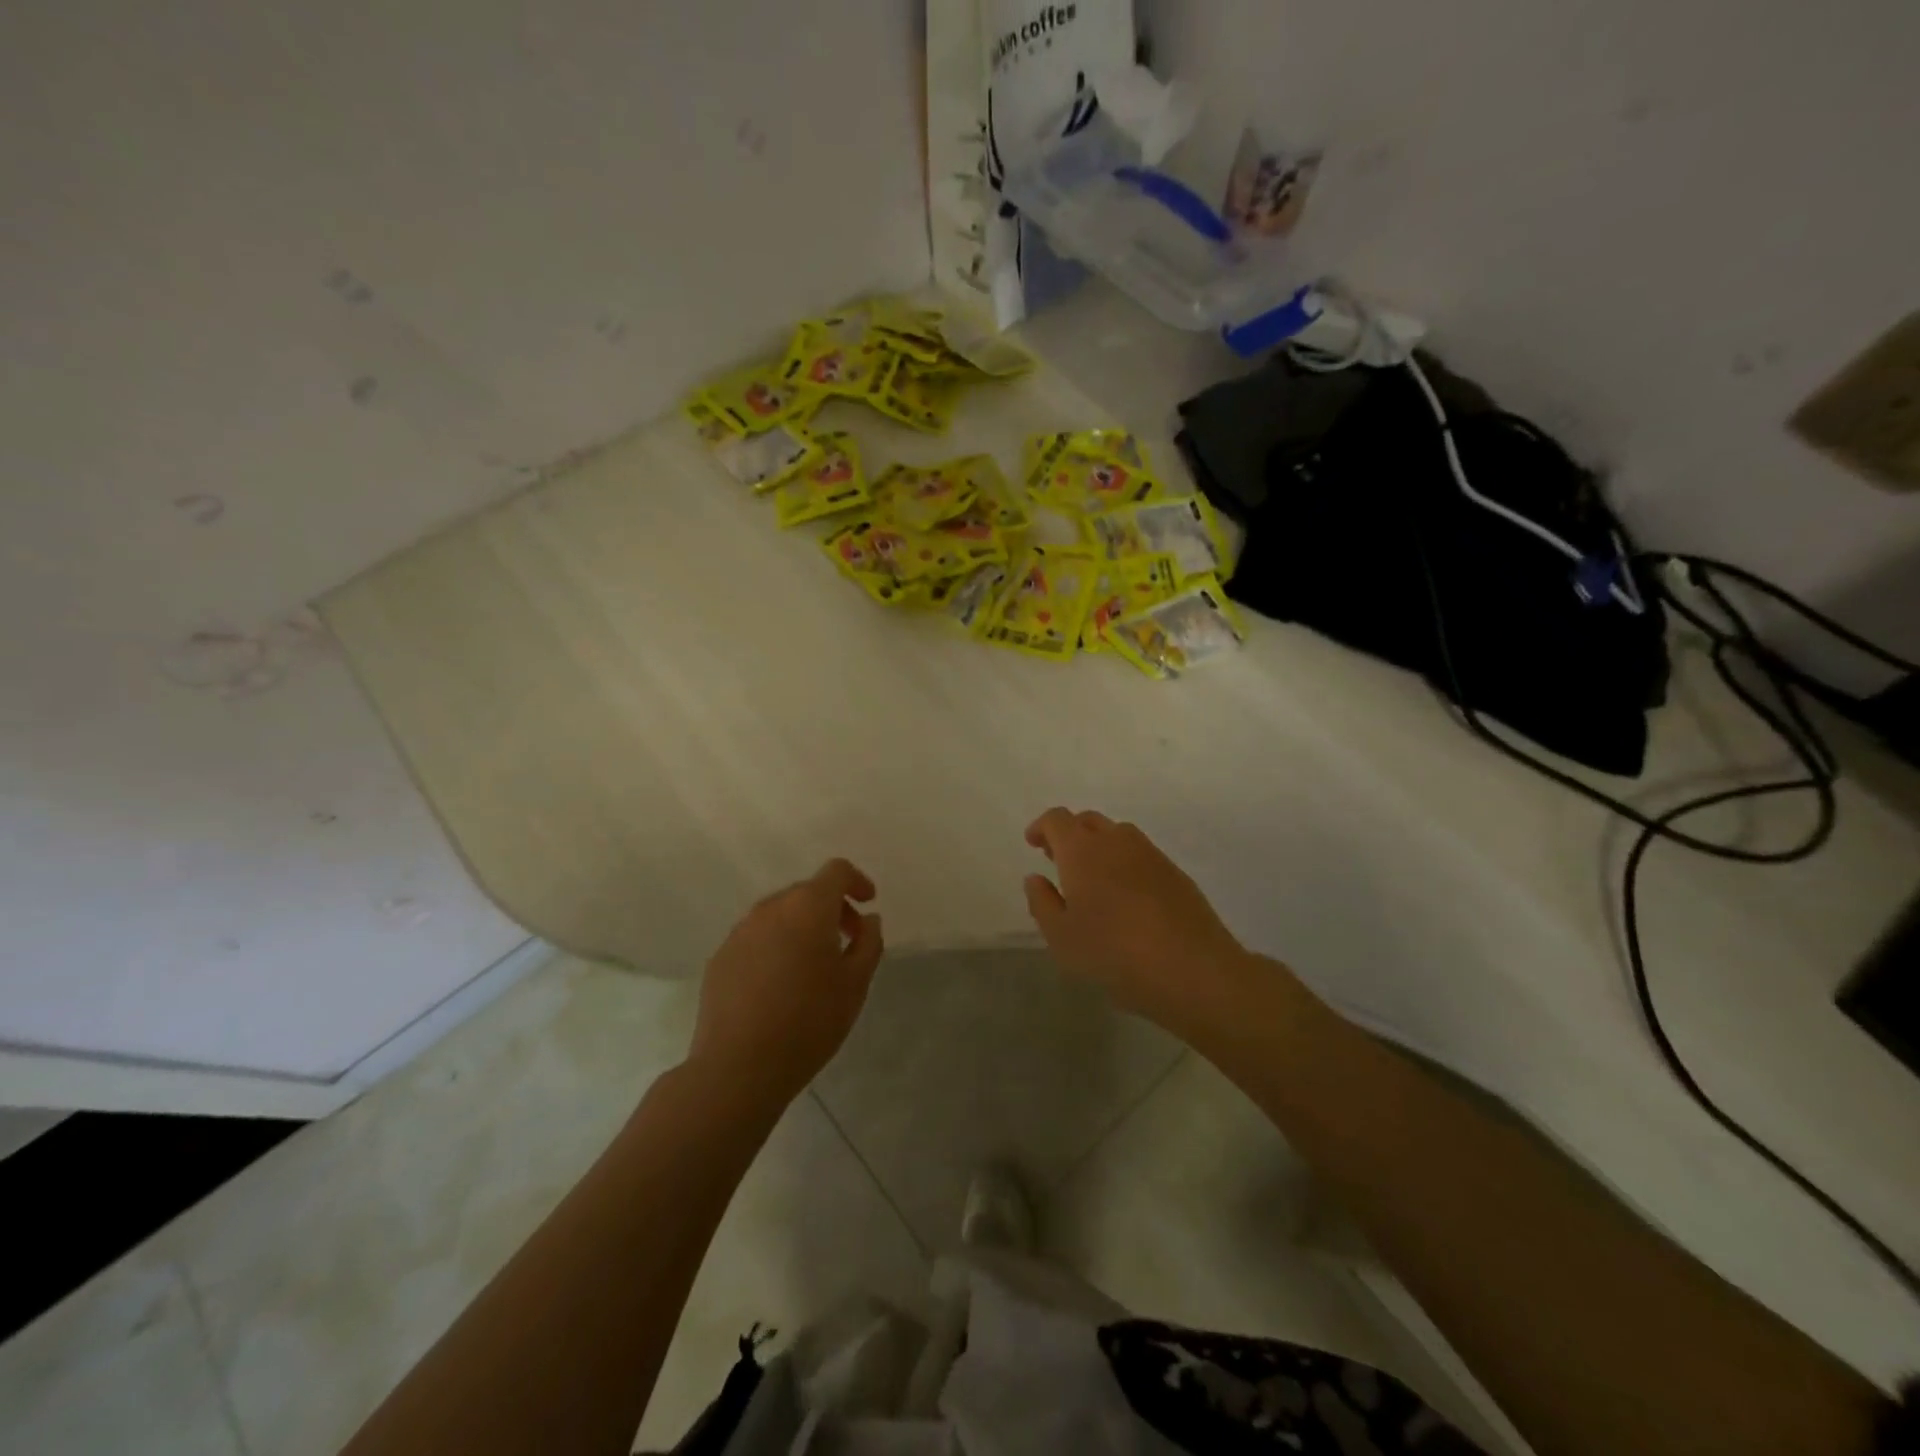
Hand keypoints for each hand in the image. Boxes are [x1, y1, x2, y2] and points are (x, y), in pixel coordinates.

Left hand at [689, 859, 883, 1107]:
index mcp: (808, 907)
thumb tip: (867, 920)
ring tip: (813, 966)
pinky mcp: (720, 957)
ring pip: (779, 915)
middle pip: (807, 892)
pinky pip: (756, 938)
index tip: (868, 904)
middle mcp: (771, 908)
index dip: (856, 881)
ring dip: (801, 927)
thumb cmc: (809, 1021)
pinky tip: (780, 985)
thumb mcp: (856, 984)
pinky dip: (775, 946)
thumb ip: (869, 942)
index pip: (836, 872)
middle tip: (847, 941)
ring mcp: (740, 932)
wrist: (739, 1066)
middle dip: (831, 908)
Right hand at [1023, 808, 1253, 1036]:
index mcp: (1082, 851)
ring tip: (1092, 879)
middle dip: (1069, 834)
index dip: (1042, 827)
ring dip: (1099, 846)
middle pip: (1088, 821)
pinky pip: (1140, 854)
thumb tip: (1035, 878)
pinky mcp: (1175, 872)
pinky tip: (1125, 896)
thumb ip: (1042, 903)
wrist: (1193, 970)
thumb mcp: (1062, 937)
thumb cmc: (1114, 953)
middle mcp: (1116, 841)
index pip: (1057, 819)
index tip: (1033, 843)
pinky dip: (1124, 862)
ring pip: (1117, 834)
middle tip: (1059, 861)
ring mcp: (1150, 854)